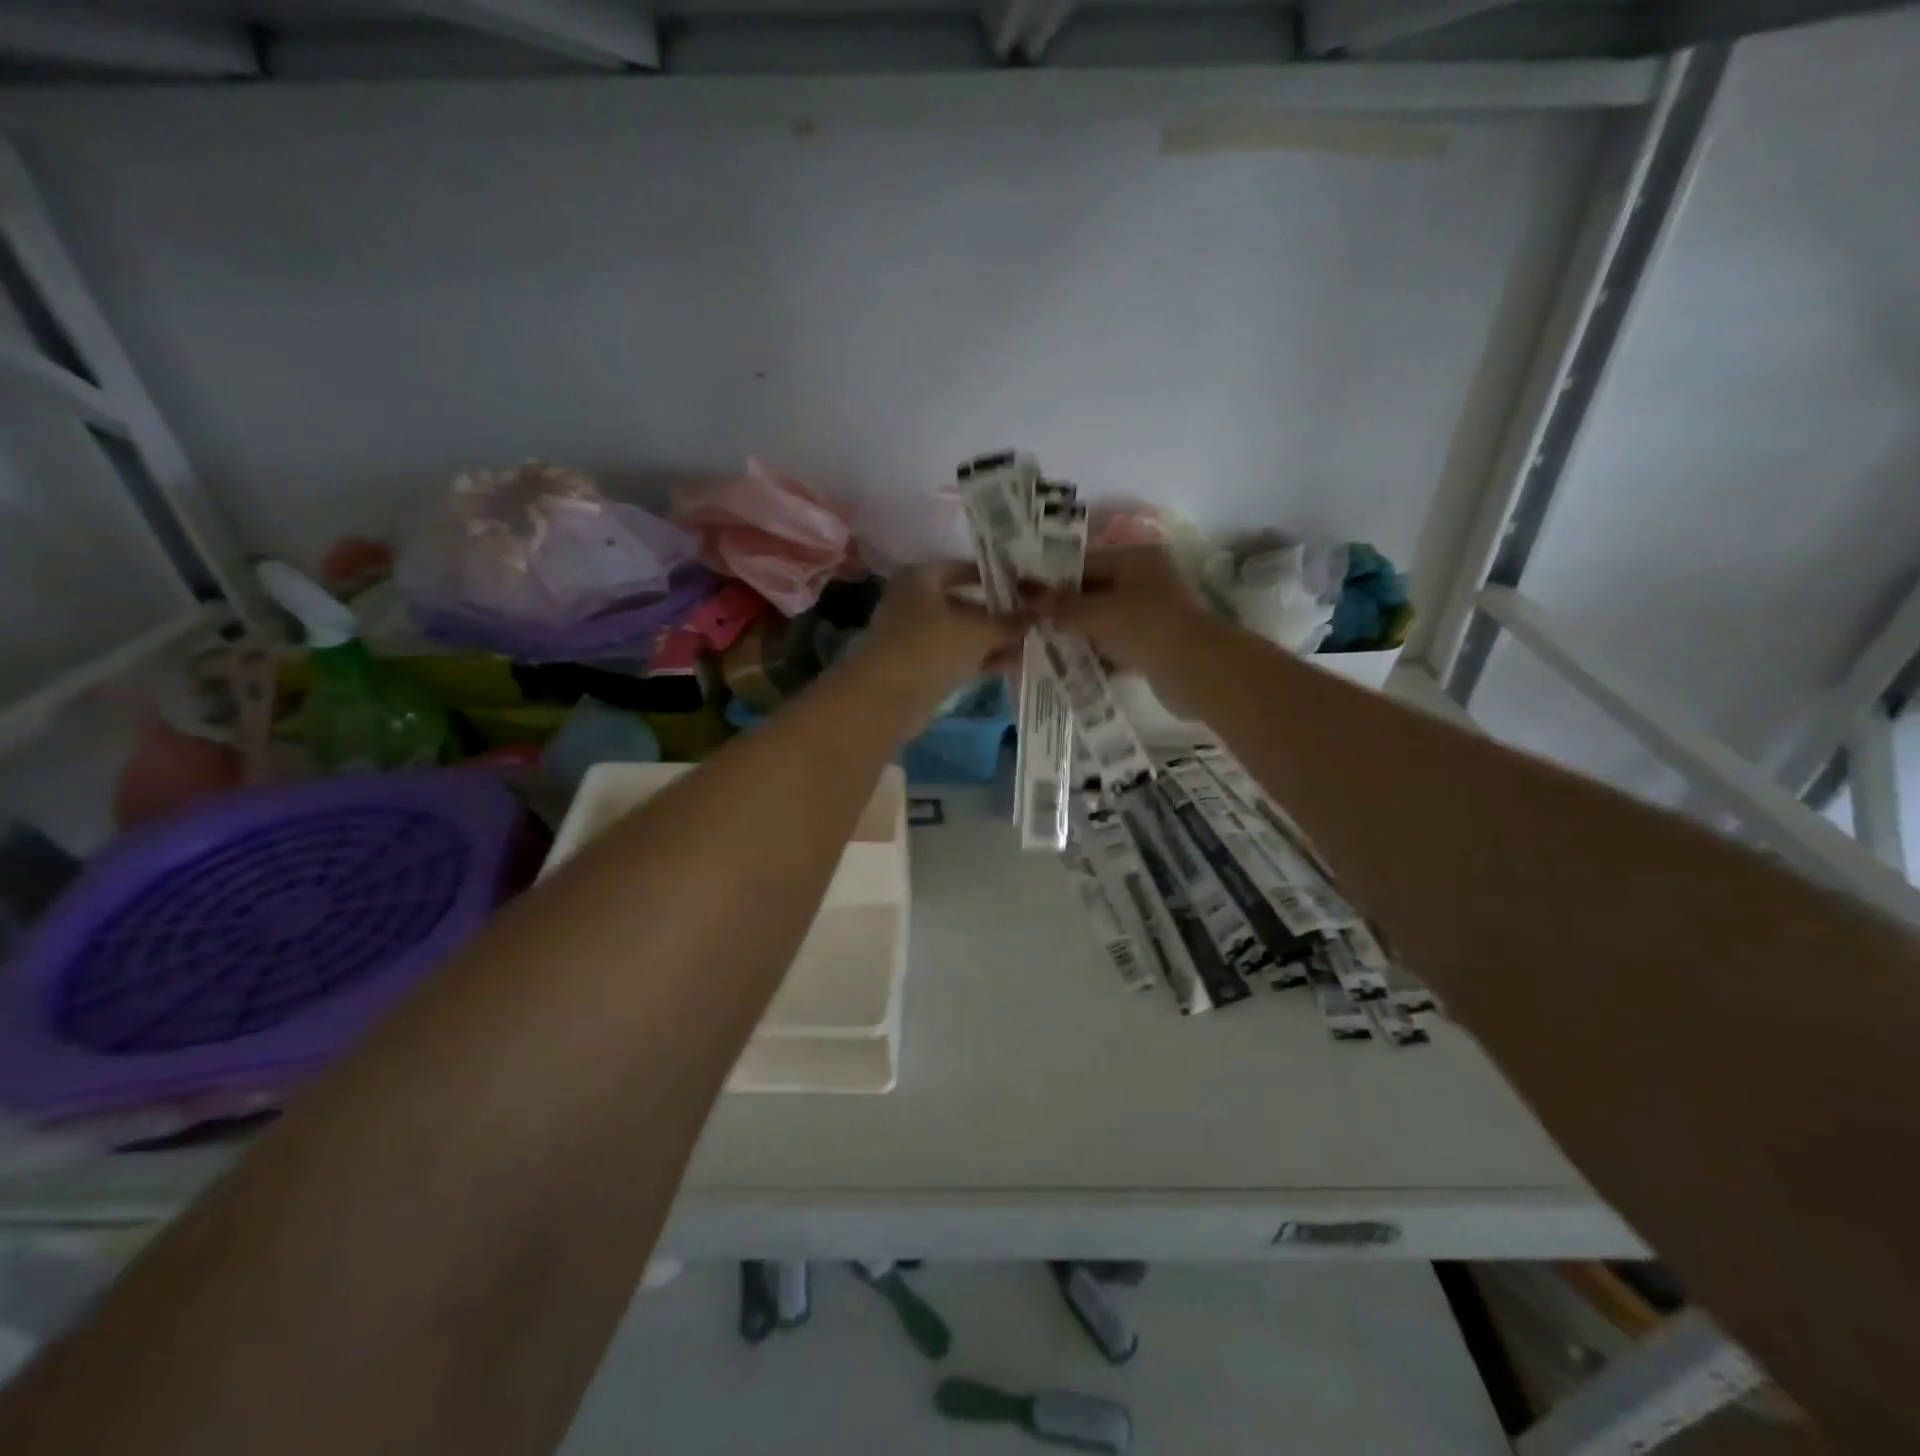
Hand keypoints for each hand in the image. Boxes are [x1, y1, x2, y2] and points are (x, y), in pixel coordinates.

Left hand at [861, 561, 1025, 715]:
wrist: (886, 698)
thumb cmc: (931, 646)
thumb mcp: (978, 630)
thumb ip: (1010, 622)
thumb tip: (1038, 613)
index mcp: (921, 577)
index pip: (964, 568)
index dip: (996, 577)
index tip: (1027, 587)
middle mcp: (915, 601)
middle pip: (965, 603)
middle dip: (999, 614)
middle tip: (1035, 620)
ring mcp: (916, 637)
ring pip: (963, 634)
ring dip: (994, 640)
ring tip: (1032, 644)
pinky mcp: (920, 667)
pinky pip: (957, 657)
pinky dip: (981, 659)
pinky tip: (1013, 664)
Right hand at [1036, 545, 1216, 682]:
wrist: (1196, 671)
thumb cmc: (1145, 627)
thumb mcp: (1096, 613)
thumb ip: (1059, 605)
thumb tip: (1023, 589)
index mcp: (1135, 560)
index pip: (1083, 563)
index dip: (1051, 579)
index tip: (1020, 595)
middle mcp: (1143, 581)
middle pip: (1091, 592)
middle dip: (1061, 610)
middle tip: (1026, 623)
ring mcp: (1149, 615)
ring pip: (1101, 621)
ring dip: (1075, 634)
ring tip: (1039, 645)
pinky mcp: (1151, 645)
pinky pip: (1113, 646)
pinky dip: (1093, 654)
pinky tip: (1067, 666)